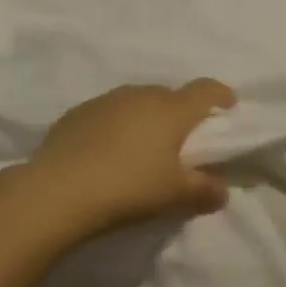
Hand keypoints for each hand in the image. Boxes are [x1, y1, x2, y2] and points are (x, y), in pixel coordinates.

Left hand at [20, 79, 237, 239]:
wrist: (58, 190)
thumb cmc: (128, 188)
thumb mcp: (174, 196)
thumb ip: (204, 191)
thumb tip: (221, 190)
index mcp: (172, 109)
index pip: (205, 90)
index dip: (221, 96)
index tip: (228, 108)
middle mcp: (141, 94)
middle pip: (170, 96)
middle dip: (180, 114)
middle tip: (181, 142)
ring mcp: (107, 100)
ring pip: (137, 102)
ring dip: (146, 119)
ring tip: (142, 149)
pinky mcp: (78, 112)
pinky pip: (109, 113)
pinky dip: (116, 127)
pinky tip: (107, 153)